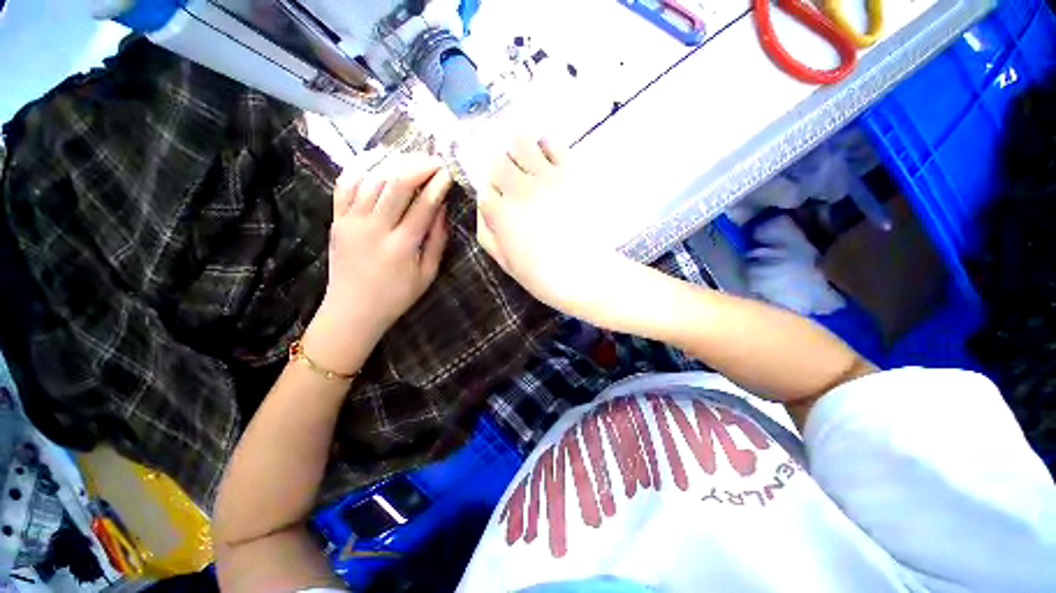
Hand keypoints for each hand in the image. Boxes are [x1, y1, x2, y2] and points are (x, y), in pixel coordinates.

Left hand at [304, 153, 451, 373]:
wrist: (352, 310)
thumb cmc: (396, 296)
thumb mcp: (427, 274)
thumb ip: (437, 241)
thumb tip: (442, 208)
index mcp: (402, 246)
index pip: (423, 205)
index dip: (438, 185)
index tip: (449, 173)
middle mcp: (375, 228)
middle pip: (397, 184)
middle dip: (419, 166)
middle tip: (434, 160)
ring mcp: (351, 221)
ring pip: (372, 178)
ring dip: (394, 163)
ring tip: (411, 158)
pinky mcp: (337, 220)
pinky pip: (345, 184)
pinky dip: (360, 166)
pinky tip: (376, 158)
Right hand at [477, 136, 634, 317]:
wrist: (584, 272)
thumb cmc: (541, 274)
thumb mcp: (504, 261)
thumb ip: (486, 231)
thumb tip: (484, 206)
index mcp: (499, 212)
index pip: (484, 190)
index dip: (492, 197)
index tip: (501, 204)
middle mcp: (518, 188)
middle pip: (496, 160)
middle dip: (500, 171)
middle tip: (512, 184)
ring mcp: (544, 177)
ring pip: (519, 141)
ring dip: (517, 151)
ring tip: (527, 164)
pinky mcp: (570, 172)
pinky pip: (552, 143)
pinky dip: (545, 146)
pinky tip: (547, 159)